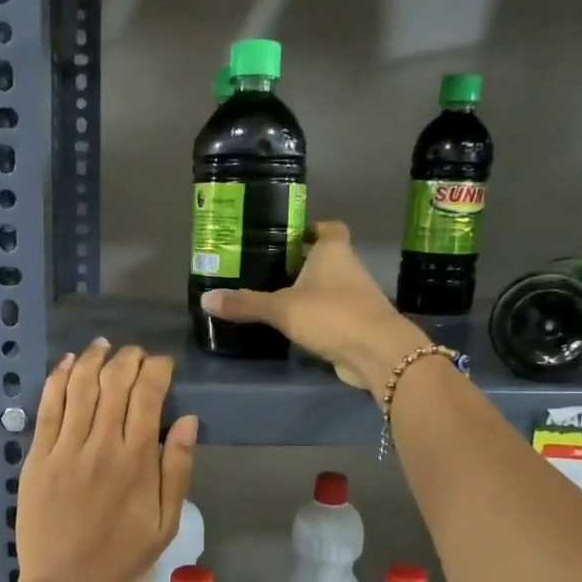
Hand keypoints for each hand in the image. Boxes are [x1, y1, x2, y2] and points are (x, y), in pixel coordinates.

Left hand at [14, 339, 198, 581]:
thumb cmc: (122, 559)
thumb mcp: (166, 523)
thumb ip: (177, 469)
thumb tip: (188, 420)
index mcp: (136, 461)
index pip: (148, 395)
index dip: (157, 370)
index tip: (163, 363)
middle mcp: (101, 445)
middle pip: (114, 383)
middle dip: (128, 358)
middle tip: (135, 354)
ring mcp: (64, 449)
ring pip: (80, 387)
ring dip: (93, 359)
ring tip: (103, 346)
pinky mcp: (37, 458)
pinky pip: (47, 408)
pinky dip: (57, 380)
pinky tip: (67, 363)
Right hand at [200, 221, 425, 390]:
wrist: (376, 352)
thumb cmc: (331, 314)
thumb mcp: (281, 308)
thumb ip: (246, 303)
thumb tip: (205, 299)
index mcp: (334, 252)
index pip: (329, 228)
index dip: (313, 228)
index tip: (291, 235)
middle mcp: (350, 269)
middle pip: (327, 259)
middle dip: (304, 263)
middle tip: (270, 269)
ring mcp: (358, 298)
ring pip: (331, 288)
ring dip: (311, 292)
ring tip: (277, 298)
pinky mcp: (359, 325)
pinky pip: (334, 315)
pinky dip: (318, 318)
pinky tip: (296, 327)